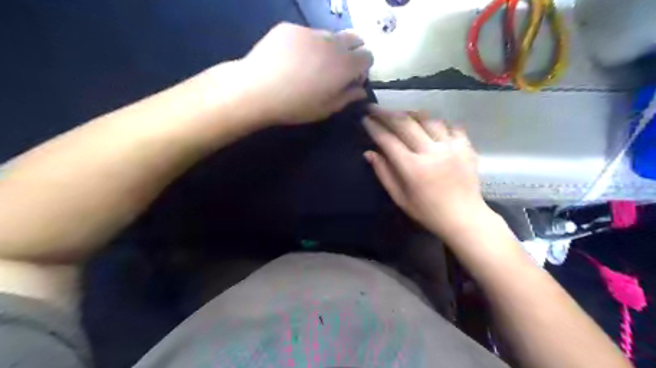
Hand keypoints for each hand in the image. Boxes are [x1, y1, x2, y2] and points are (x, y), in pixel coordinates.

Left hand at [238, 22, 370, 126]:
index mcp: (345, 65)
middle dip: (351, 52)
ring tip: (309, 66)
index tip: (351, 79)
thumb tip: (361, 90)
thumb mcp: (326, 109)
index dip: (363, 68)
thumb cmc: (295, 105)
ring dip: (328, 48)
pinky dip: (306, 45)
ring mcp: (310, 32)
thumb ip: (348, 97)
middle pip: (354, 38)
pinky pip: (306, 34)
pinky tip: (290, 60)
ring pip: (329, 36)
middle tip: (335, 70)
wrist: (257, 89)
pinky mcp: (291, 27)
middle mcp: (332, 42)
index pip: (368, 56)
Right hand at [364, 105, 492, 237]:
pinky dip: (437, 122)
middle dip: (386, 113)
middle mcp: (431, 151)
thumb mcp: (400, 198)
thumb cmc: (427, 212)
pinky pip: (449, 125)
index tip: (365, 118)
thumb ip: (383, 174)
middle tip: (375, 107)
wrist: (464, 217)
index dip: (374, 127)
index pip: (388, 140)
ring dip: (411, 114)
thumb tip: (369, 153)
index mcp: (412, 167)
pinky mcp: (466, 146)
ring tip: (401, 114)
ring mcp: (451, 146)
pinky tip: (430, 125)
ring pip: (427, 119)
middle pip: (405, 123)